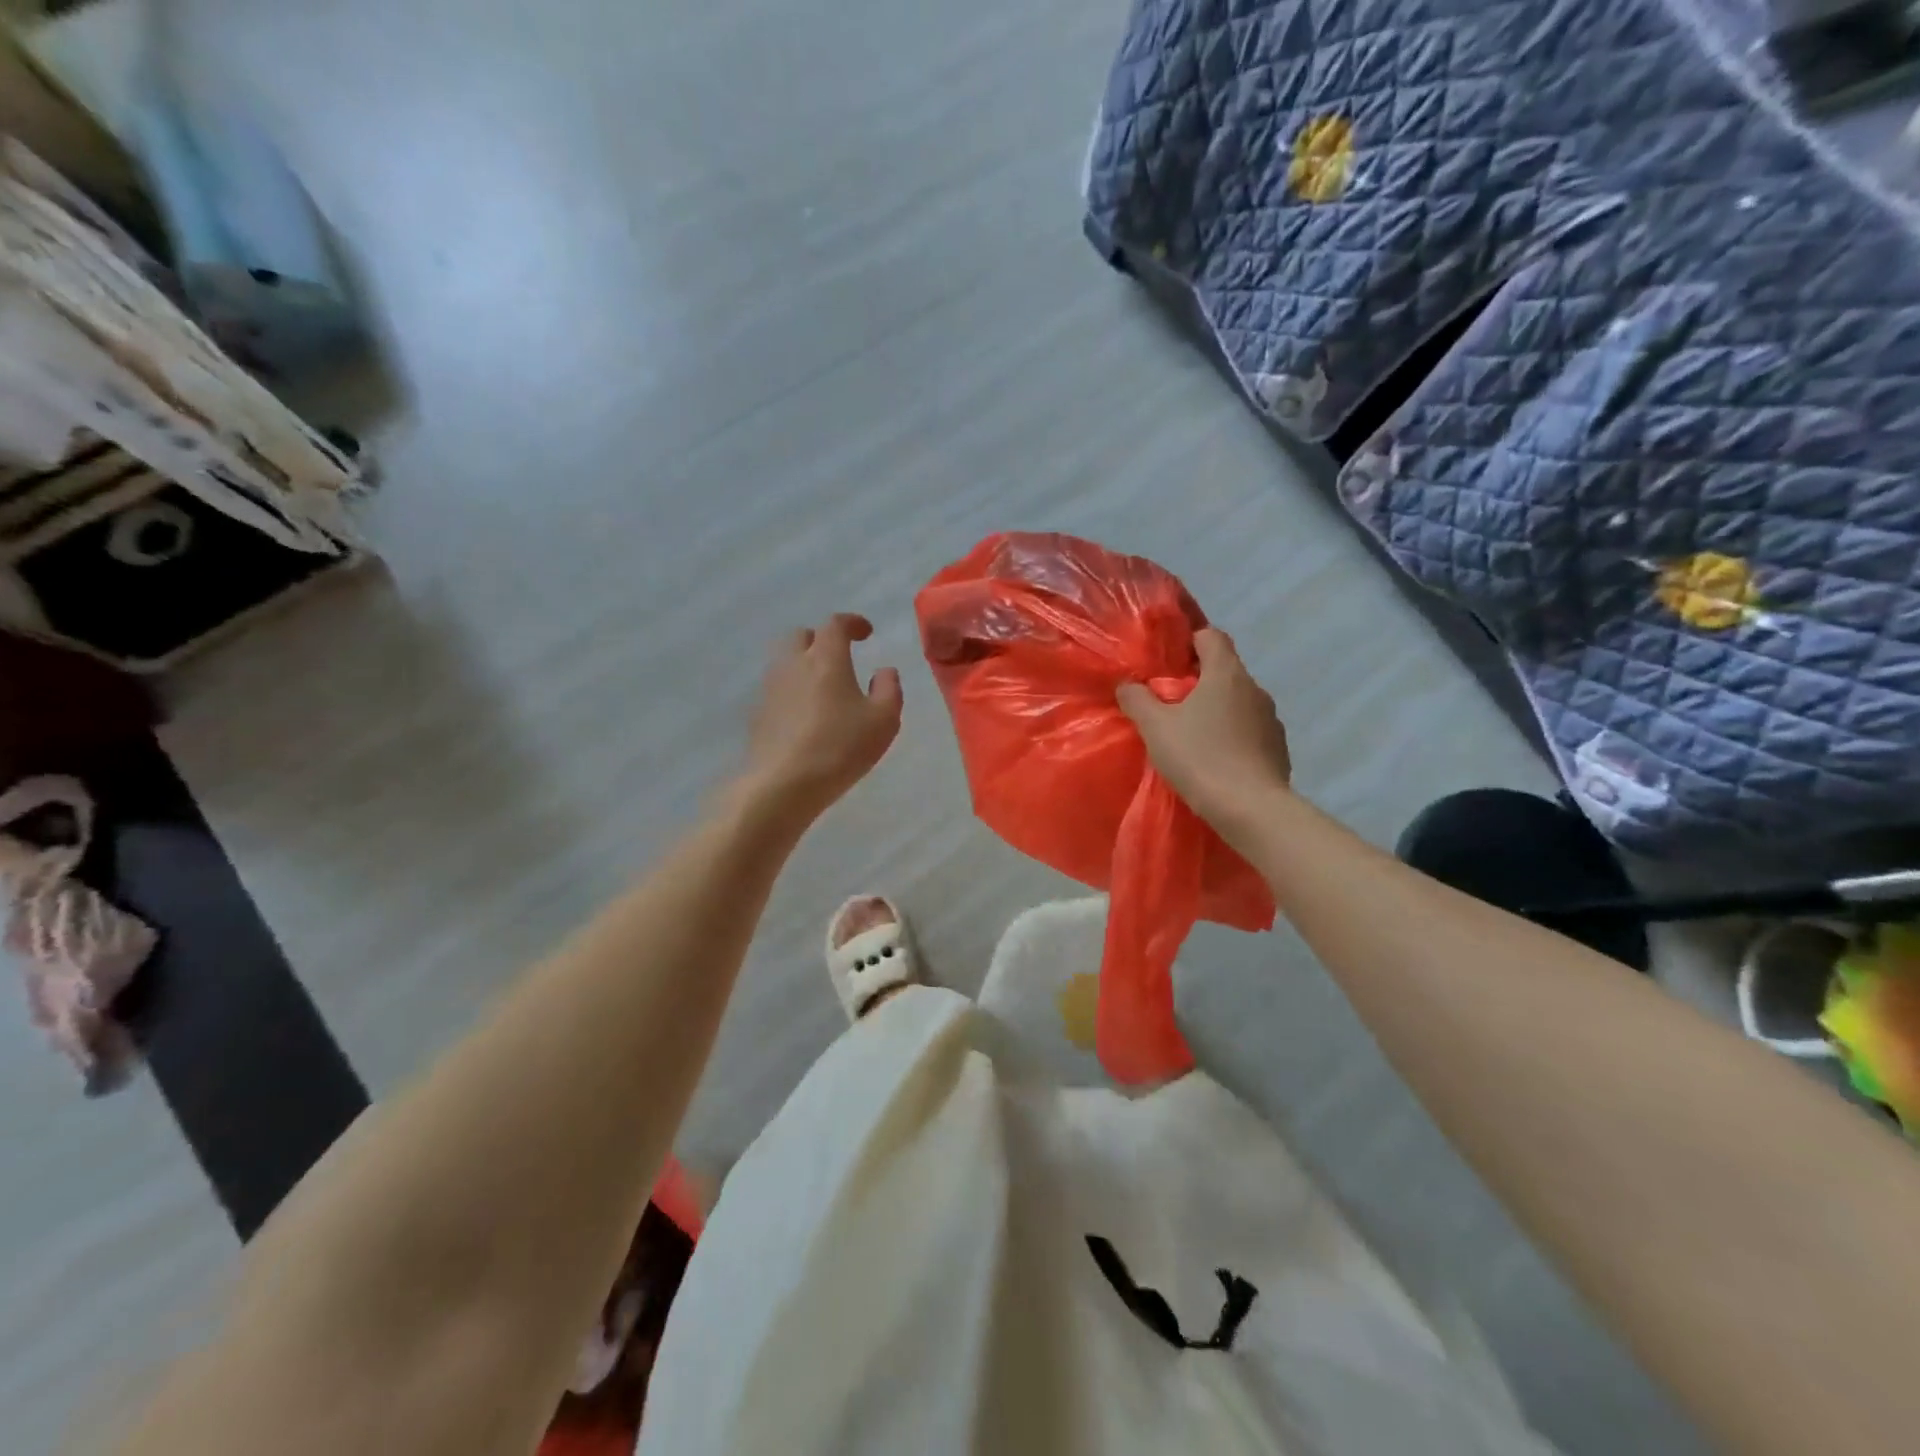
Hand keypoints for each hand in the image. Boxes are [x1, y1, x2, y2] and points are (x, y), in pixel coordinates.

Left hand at [741, 613, 902, 822]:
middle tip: (839, 657)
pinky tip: (805, 716)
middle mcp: (793, 664)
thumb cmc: (840, 747)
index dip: (852, 623)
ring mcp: (770, 689)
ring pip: (785, 663)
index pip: (835, 624)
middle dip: (821, 640)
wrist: (782, 784)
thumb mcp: (883, 720)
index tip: (866, 633)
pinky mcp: (757, 714)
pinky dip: (792, 693)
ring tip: (823, 689)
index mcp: (825, 658)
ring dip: (804, 666)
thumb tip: (884, 671)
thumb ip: (889, 689)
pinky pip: (777, 691)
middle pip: (802, 636)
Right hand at [1118, 628, 1290, 840]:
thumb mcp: (1155, 728)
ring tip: (1193, 736)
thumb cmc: (1199, 758)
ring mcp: (1271, 719)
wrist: (1251, 809)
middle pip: (1224, 671)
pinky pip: (1250, 730)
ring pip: (1238, 702)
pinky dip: (1233, 736)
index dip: (1189, 641)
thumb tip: (1128, 684)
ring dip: (1217, 711)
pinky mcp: (1278, 748)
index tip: (1169, 662)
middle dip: (1198, 682)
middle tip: (1171, 704)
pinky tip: (1216, 760)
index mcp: (1226, 674)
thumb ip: (1137, 700)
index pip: (1211, 636)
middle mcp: (1255, 689)